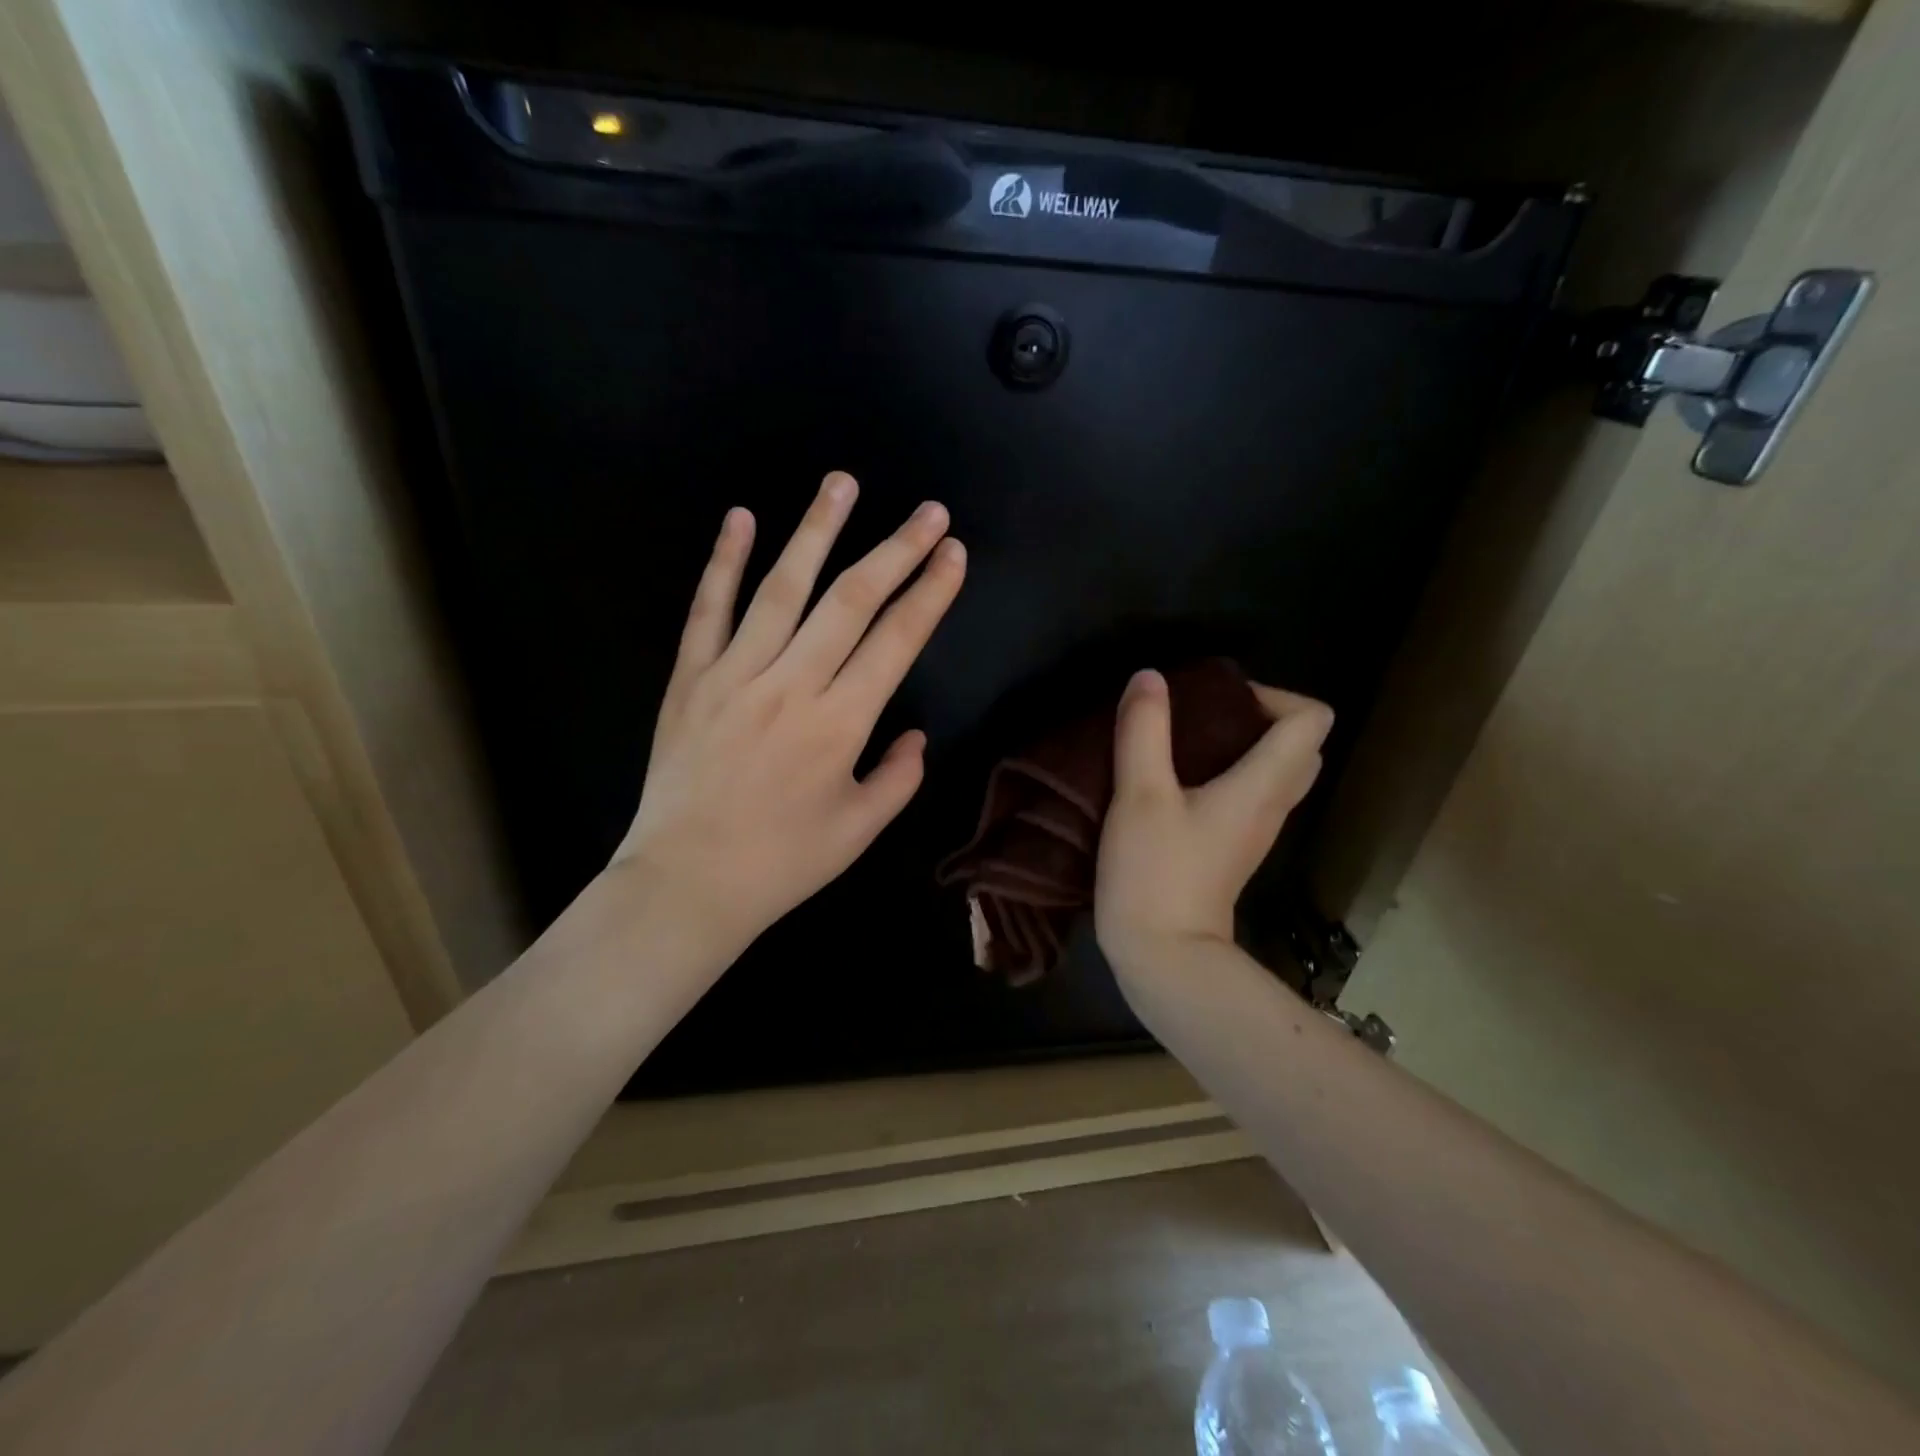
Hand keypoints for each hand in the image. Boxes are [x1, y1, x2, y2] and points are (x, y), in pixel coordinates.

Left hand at [612, 471, 965, 959]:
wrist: (686, 883)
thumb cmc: (781, 863)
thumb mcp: (859, 830)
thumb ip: (898, 777)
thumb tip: (914, 735)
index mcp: (840, 724)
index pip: (897, 641)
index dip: (930, 593)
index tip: (953, 553)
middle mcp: (791, 685)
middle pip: (851, 601)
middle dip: (896, 551)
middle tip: (928, 511)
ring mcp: (734, 675)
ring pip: (782, 589)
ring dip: (816, 531)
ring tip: (843, 484)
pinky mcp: (690, 679)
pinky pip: (708, 610)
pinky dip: (724, 561)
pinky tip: (741, 518)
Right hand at [1095, 669, 1333, 974]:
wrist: (1163, 956)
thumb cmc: (1156, 873)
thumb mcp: (1140, 795)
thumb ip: (1144, 731)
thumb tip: (1149, 677)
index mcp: (1262, 786)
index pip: (1311, 720)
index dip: (1274, 695)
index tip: (1218, 699)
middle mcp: (1272, 806)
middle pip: (1300, 746)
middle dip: (1260, 718)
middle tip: (1204, 716)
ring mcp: (1255, 832)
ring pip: (1276, 773)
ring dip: (1243, 747)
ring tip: (1186, 743)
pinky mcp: (1233, 850)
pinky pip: (1250, 796)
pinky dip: (1228, 775)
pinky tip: (1177, 780)